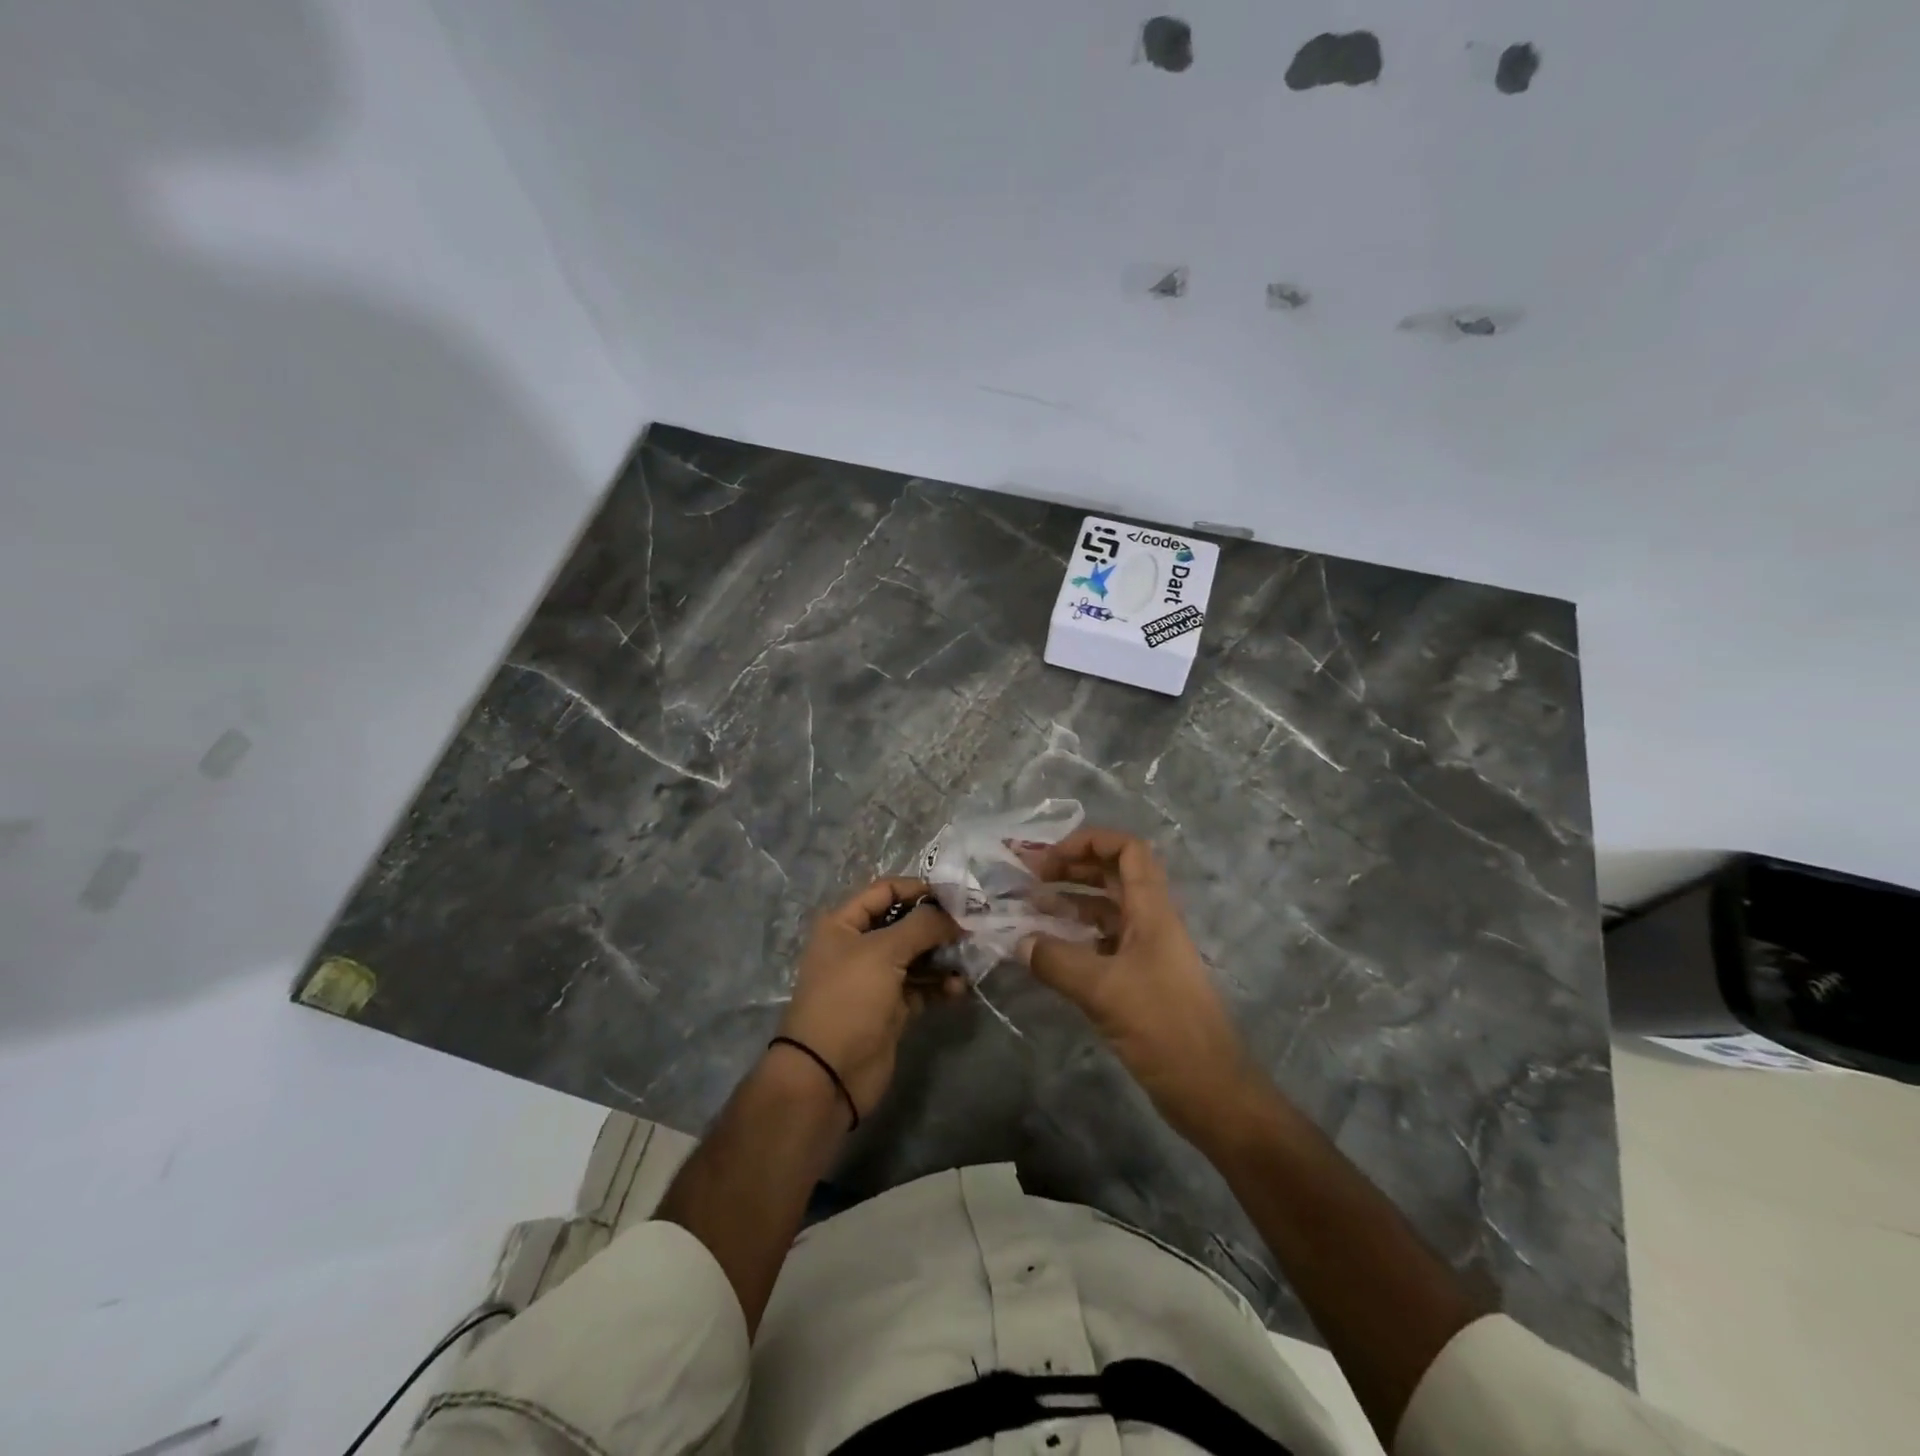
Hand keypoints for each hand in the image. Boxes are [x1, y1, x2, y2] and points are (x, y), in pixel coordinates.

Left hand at [774, 877, 960, 1121]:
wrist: (828, 1074)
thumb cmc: (849, 999)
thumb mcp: (883, 951)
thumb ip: (922, 926)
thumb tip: (953, 916)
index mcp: (844, 924)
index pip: (885, 890)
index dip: (918, 889)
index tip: (954, 896)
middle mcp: (859, 946)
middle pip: (905, 923)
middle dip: (937, 924)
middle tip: (971, 928)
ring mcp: (876, 979)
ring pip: (917, 956)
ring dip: (944, 956)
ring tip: (969, 959)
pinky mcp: (892, 1008)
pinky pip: (922, 986)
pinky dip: (940, 984)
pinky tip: (958, 988)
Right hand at [1020, 829, 1261, 1143]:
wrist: (1209, 1089)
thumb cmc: (1163, 1027)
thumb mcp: (1103, 989)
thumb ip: (1056, 960)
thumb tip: (1018, 942)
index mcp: (1152, 910)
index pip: (1128, 850)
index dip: (1089, 842)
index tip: (1049, 857)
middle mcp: (1150, 922)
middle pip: (1112, 875)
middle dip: (1071, 868)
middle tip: (1028, 877)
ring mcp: (1146, 951)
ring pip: (1105, 910)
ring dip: (1069, 902)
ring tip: (1028, 908)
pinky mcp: (1139, 980)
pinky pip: (1102, 944)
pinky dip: (1074, 938)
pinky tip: (1046, 951)